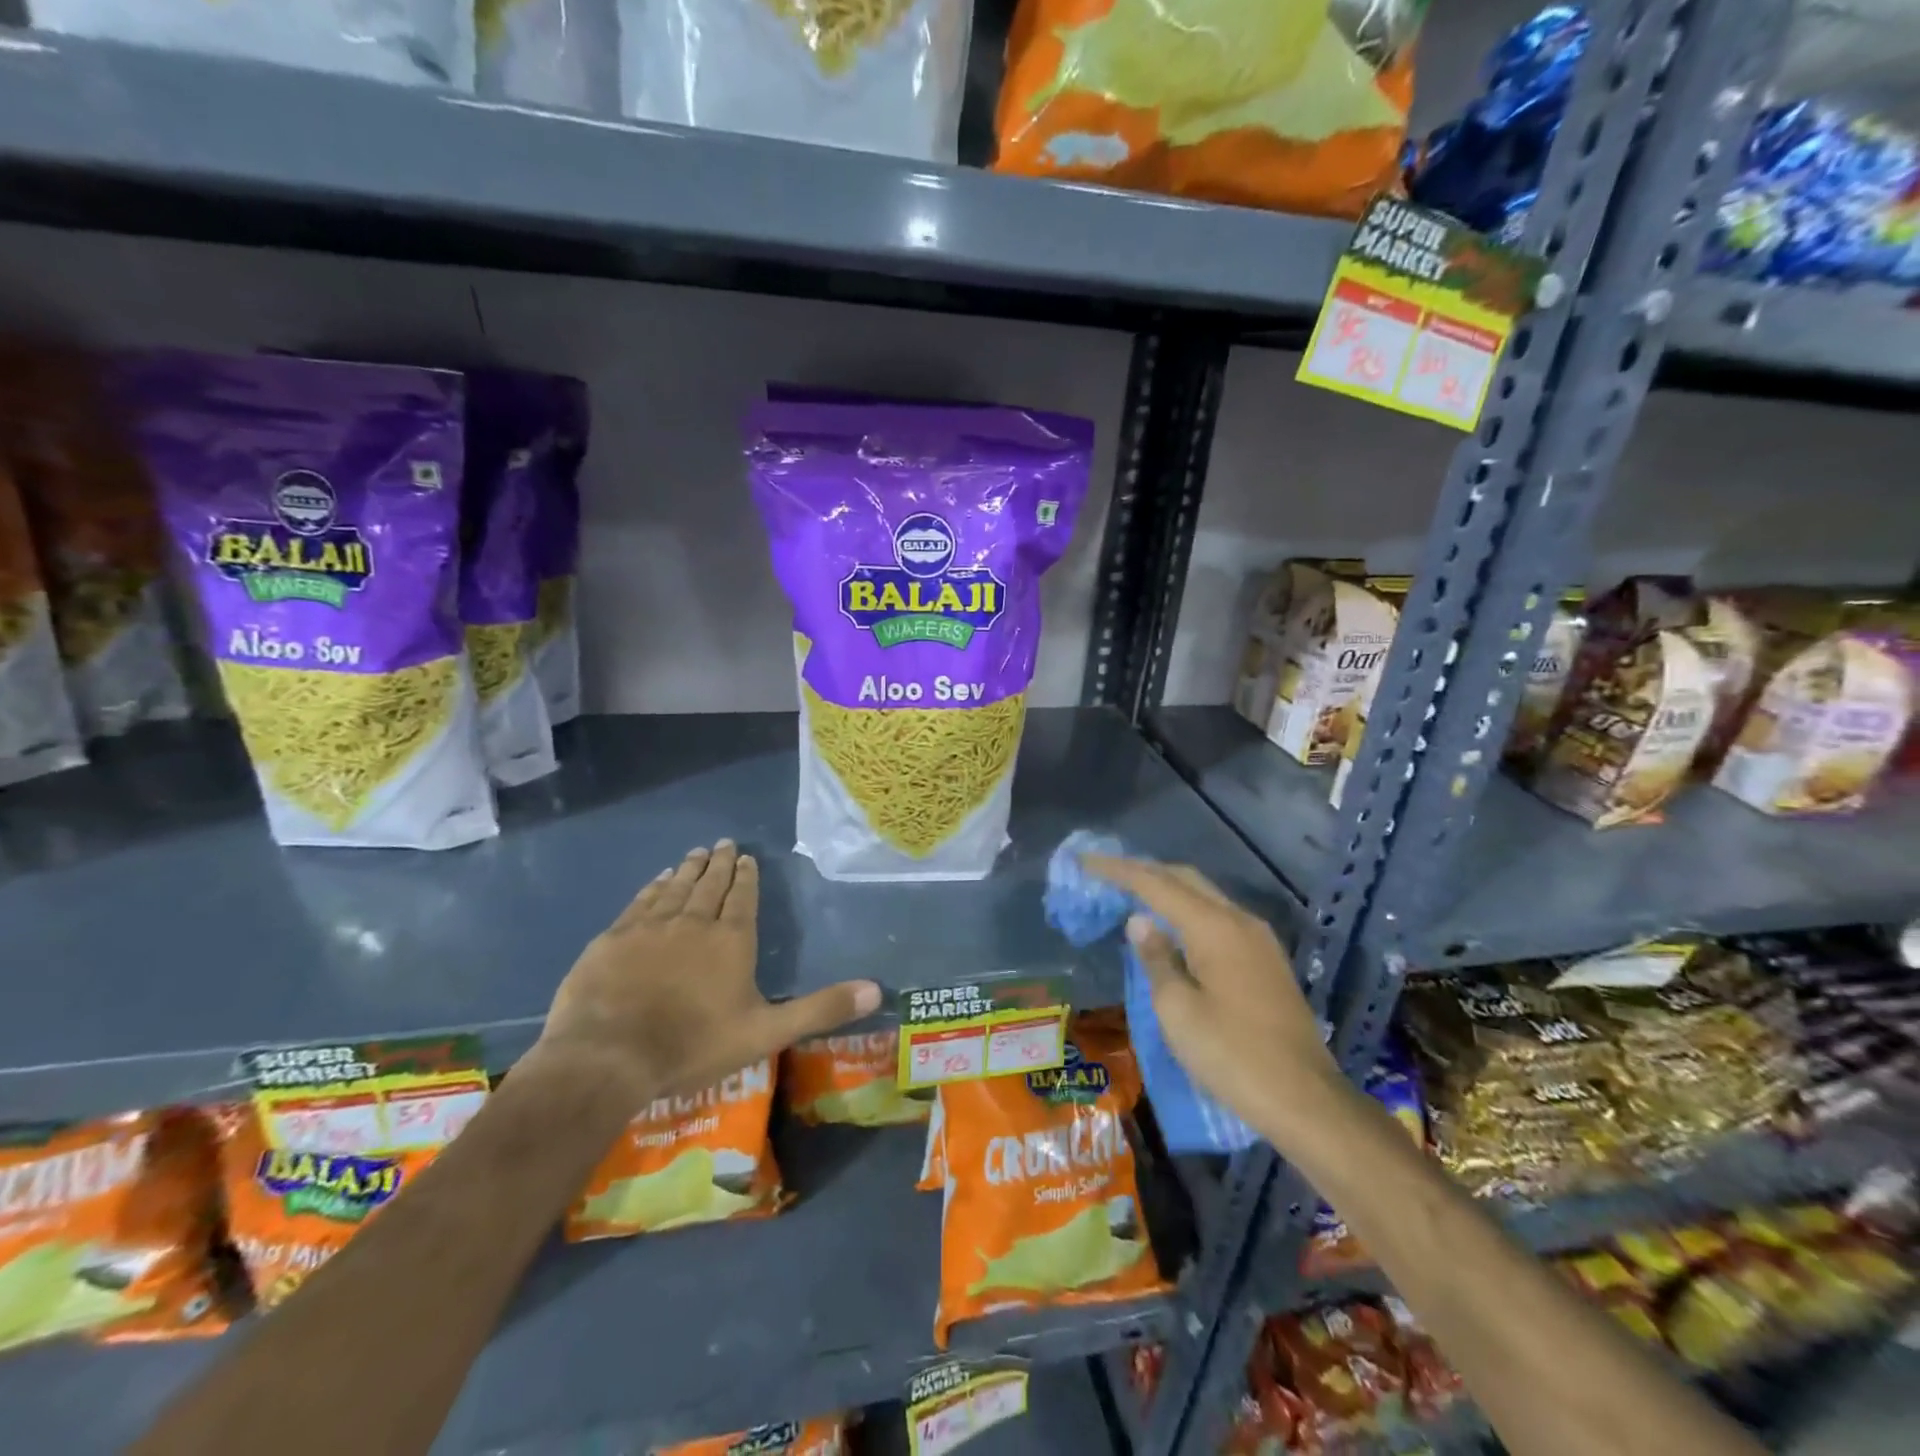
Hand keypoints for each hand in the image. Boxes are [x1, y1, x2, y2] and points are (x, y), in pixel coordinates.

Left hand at [527, 841, 881, 1105]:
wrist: (608, 1057)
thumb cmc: (693, 1045)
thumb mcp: (767, 1033)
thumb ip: (821, 1009)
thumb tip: (877, 988)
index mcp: (731, 940)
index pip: (743, 897)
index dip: (747, 877)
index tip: (747, 857)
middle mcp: (693, 922)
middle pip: (710, 884)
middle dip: (720, 863)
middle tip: (724, 843)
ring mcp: (649, 928)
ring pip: (675, 888)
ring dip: (688, 869)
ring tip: (697, 853)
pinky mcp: (613, 939)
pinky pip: (640, 902)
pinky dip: (652, 887)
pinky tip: (656, 880)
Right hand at [1082, 855, 1340, 1131]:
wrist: (1306, 1100)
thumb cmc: (1232, 1056)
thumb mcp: (1178, 1010)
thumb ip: (1156, 958)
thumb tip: (1140, 920)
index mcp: (1214, 927)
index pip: (1156, 884)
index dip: (1118, 870)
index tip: (1086, 860)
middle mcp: (1240, 921)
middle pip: (1185, 879)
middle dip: (1144, 871)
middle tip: (1106, 873)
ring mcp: (1259, 940)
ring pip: (1205, 897)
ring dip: (1167, 890)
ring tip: (1132, 894)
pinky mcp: (1266, 961)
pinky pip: (1219, 918)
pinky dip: (1188, 911)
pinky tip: (1171, 927)